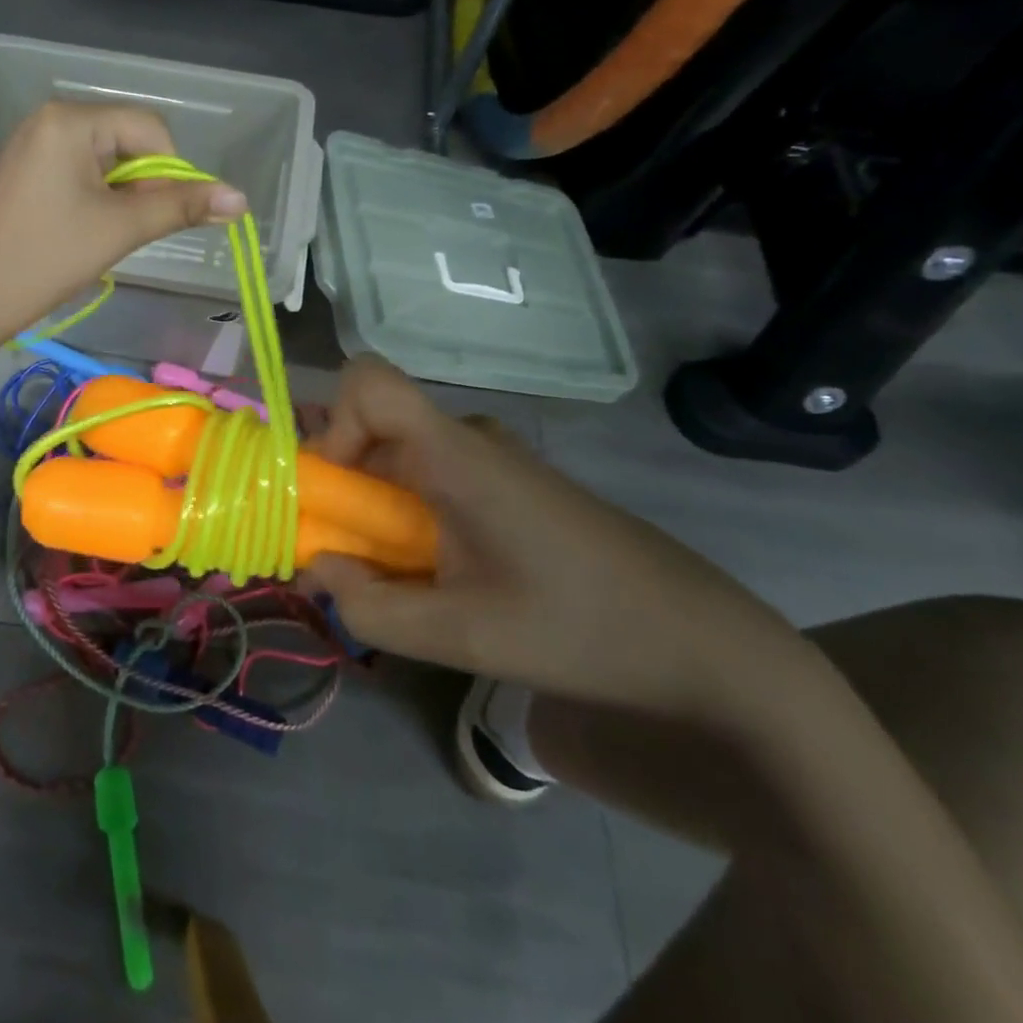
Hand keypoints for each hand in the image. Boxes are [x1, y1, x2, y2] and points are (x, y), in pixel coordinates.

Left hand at [0, 101, 245, 365]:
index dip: (171, 172)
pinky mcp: (19, 173)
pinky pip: (73, 174)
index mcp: (69, 120)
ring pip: (101, 163)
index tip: (160, 217)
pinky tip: (78, 235)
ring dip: (118, 198)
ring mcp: (28, 146)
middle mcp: (47, 120)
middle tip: (127, 233)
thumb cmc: (45, 258)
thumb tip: (241, 198)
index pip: (150, 128)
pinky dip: (91, 201)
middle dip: (140, 187)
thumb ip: (180, 207)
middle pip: (125, 142)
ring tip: (101, 238)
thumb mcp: (118, 230)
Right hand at [307, 357, 812, 728]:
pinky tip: (437, 578)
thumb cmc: (583, 630)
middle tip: (346, 563)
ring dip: (372, 512)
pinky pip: (427, 479)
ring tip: (394, 582)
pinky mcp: (503, 483)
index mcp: (454, 454)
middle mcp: (466, 439)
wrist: (701, 641)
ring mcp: (488, 459)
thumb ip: (370, 607)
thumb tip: (320, 568)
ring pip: (395, 459)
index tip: (333, 495)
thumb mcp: (462, 637)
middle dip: (339, 491)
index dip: (329, 426)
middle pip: (369, 430)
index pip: (366, 381)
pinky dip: (405, 519)